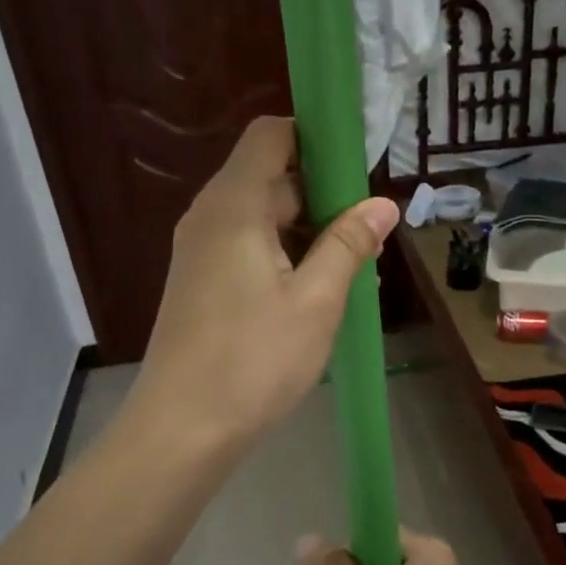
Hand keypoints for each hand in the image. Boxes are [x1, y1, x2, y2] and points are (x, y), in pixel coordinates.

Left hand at [128, 117, 398, 455]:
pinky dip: (282, 254)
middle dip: (321, 192)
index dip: (315, 137)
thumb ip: (348, 244)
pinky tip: (314, 292)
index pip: (271, 135)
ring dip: (305, 230)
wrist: (182, 429)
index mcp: (234, 205)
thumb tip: (383, 203)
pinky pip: (246, 247)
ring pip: (260, 216)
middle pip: (268, 176)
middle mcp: (209, 217)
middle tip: (367, 230)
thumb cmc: (254, 360)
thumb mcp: (316, 301)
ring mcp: (199, 252)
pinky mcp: (199, 283)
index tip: (358, 166)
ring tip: (351, 266)